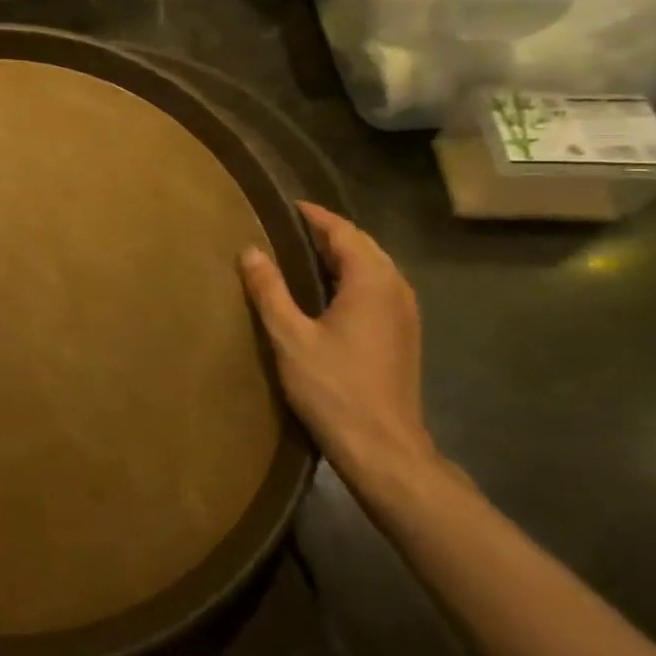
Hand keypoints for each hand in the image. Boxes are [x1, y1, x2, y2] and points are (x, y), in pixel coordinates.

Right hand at [239, 202, 436, 498]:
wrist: (384, 449)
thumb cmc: (334, 388)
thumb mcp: (290, 337)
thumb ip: (269, 290)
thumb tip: (250, 250)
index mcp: (372, 282)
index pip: (344, 232)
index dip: (316, 216)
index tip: (288, 206)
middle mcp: (396, 289)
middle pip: (363, 246)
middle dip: (330, 233)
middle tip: (290, 228)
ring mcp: (406, 314)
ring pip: (374, 267)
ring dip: (343, 255)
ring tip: (303, 254)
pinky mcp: (404, 335)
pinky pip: (379, 288)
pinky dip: (353, 277)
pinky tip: (328, 292)